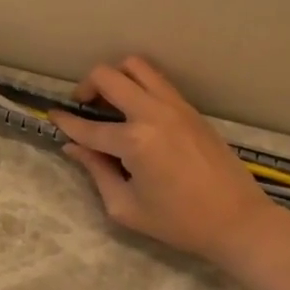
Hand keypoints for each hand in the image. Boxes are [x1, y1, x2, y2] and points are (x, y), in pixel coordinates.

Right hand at [51, 56, 289, 269]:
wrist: (238, 221)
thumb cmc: (179, 222)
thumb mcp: (125, 207)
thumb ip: (96, 171)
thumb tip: (73, 147)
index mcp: (134, 142)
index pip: (87, 127)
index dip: (64, 123)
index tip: (51, 116)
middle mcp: (152, 113)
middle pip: (108, 76)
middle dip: (86, 87)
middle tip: (82, 106)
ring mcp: (175, 106)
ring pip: (136, 66)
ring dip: (116, 77)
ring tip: (110, 101)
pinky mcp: (191, 108)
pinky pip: (157, 80)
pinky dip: (139, 85)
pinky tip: (135, 109)